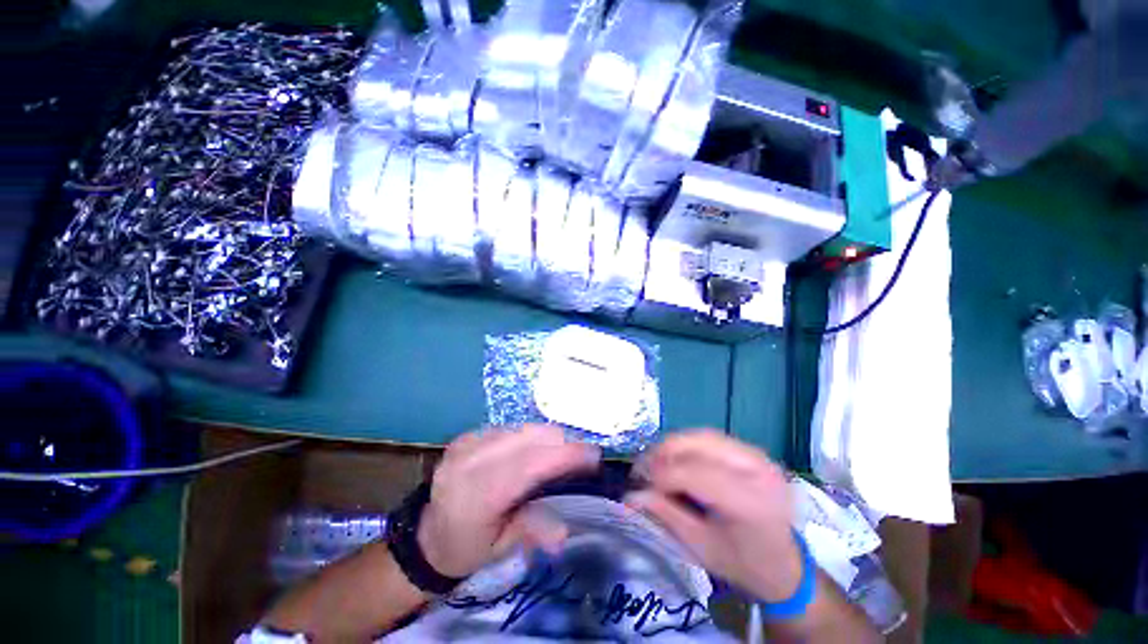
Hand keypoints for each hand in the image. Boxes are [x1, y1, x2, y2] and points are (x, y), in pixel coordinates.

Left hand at [417, 425, 599, 577]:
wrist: (426, 535)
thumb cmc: (467, 547)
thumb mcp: (500, 548)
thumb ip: (532, 531)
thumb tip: (564, 531)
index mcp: (476, 496)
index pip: (528, 465)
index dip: (564, 456)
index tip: (594, 455)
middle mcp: (470, 462)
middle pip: (528, 438)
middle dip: (561, 443)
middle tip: (581, 456)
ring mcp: (466, 444)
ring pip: (521, 428)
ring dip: (547, 437)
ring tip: (561, 453)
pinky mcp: (467, 435)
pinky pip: (509, 428)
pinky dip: (529, 436)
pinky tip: (534, 450)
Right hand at [626, 430, 801, 602]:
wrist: (786, 565)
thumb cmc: (744, 564)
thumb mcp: (701, 547)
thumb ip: (666, 515)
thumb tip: (631, 496)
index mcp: (751, 503)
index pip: (697, 473)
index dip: (663, 474)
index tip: (640, 483)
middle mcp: (758, 470)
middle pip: (699, 444)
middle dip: (664, 453)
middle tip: (644, 469)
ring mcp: (758, 456)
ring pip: (702, 436)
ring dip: (674, 446)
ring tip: (657, 463)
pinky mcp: (753, 451)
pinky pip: (710, 438)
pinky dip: (688, 445)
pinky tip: (677, 459)